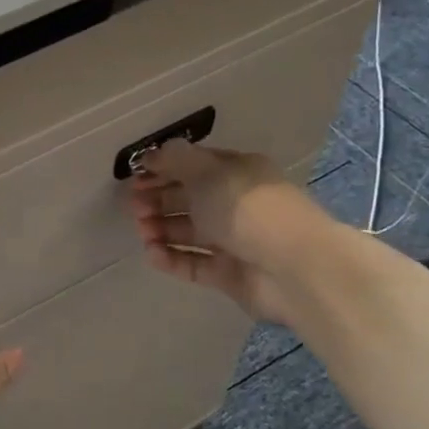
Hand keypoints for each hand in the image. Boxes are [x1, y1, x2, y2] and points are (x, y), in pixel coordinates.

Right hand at [126, 141, 329, 322]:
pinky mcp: (228, 274)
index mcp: (237, 172)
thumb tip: (152, 154)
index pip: (194, 166)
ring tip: (143, 232)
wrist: (294, 268)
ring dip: (161, 229)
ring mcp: (233, 240)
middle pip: (188, 198)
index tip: (136, 176)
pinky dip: (171, 258)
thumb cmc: (247, 208)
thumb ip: (175, 160)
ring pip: (188, 232)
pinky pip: (193, 263)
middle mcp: (235, 203)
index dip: (164, 169)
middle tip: (134, 206)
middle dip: (158, 199)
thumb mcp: (208, 171)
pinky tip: (152, 255)